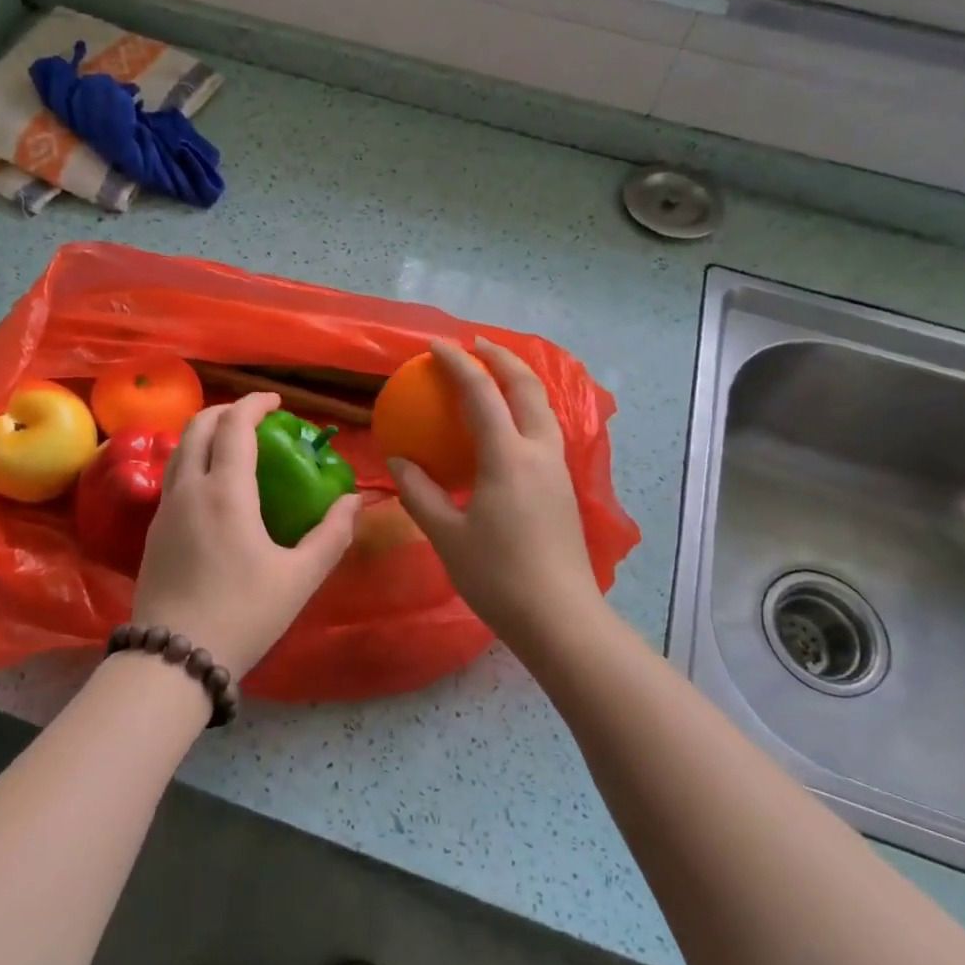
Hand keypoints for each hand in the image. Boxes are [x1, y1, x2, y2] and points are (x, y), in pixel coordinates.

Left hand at [131, 391, 360, 676]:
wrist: (172, 658)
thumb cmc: (243, 614)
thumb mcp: (299, 578)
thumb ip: (331, 535)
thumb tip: (353, 502)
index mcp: (225, 491)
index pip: (235, 425)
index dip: (255, 404)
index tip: (276, 402)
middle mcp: (189, 488)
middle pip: (199, 426)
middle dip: (226, 410)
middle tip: (255, 418)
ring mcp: (165, 508)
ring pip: (180, 449)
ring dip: (205, 433)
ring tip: (232, 445)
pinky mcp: (153, 530)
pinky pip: (172, 475)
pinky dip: (193, 459)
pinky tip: (212, 486)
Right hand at [390, 338, 604, 653]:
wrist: (560, 619)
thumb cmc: (498, 576)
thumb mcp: (446, 534)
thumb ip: (419, 492)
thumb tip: (400, 460)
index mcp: (508, 457)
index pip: (481, 393)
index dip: (457, 364)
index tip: (435, 346)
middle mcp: (539, 451)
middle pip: (526, 386)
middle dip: (501, 357)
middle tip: (474, 345)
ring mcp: (557, 468)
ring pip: (543, 406)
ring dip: (519, 380)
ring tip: (494, 374)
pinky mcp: (564, 486)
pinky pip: (545, 429)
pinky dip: (525, 408)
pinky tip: (506, 426)